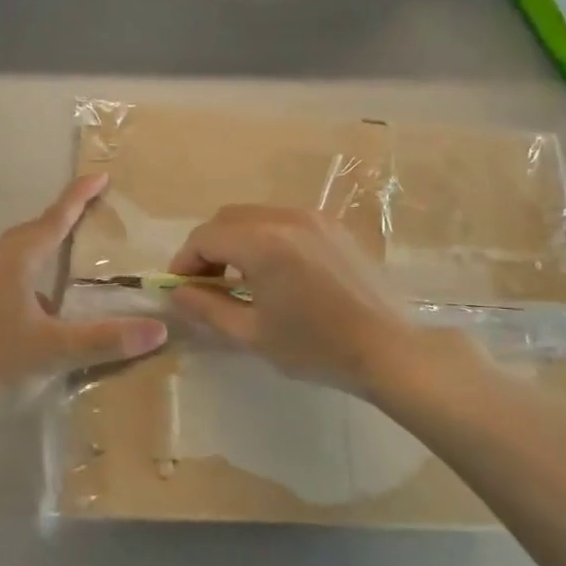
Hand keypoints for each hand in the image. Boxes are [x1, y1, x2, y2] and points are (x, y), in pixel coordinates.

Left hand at [0, 174, 165, 416]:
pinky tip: (39, 300)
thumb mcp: (57, 351)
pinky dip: (28, 270)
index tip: (100, 176)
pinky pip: (5, 272)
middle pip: (30, 231)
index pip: (53, 221)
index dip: (78, 198)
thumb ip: (107, 340)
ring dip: (40, 243)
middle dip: (59, 218)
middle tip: (86, 212)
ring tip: (64, 250)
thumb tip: (158, 329)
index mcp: (15, 264)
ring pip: (14, 252)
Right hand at [167, 206, 429, 395]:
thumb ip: (207, 308)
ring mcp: (313, 217)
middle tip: (205, 285)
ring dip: (235, 240)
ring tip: (238, 279)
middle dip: (207, 248)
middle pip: (227, 219)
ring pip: (254, 216)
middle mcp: (286, 217)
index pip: (204, 237)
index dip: (184, 262)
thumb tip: (176, 294)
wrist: (389, 349)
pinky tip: (273, 272)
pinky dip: (264, 237)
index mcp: (263, 243)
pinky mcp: (332, 226)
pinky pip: (283, 220)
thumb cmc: (316, 347)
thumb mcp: (252, 334)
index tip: (181, 289)